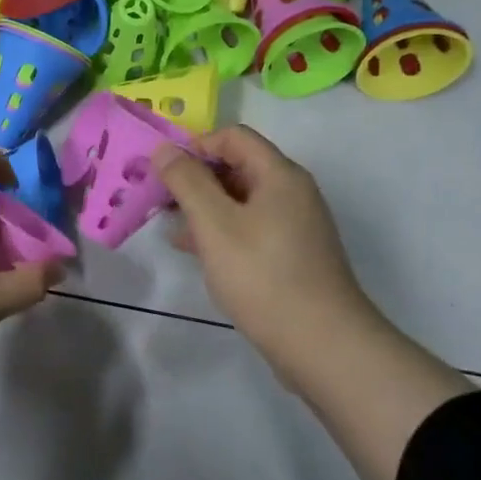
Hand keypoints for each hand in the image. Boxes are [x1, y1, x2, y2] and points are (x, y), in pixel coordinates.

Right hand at [152, 126, 380, 382]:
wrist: (321, 343)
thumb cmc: (262, 275)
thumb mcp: (214, 224)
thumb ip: (186, 181)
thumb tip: (164, 148)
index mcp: (279, 175)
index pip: (233, 137)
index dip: (195, 146)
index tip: (164, 173)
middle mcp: (292, 192)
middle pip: (237, 166)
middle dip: (195, 178)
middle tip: (160, 201)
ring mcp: (295, 225)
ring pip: (240, 200)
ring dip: (204, 207)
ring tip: (171, 228)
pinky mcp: (291, 254)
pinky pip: (249, 227)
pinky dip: (221, 231)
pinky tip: (196, 252)